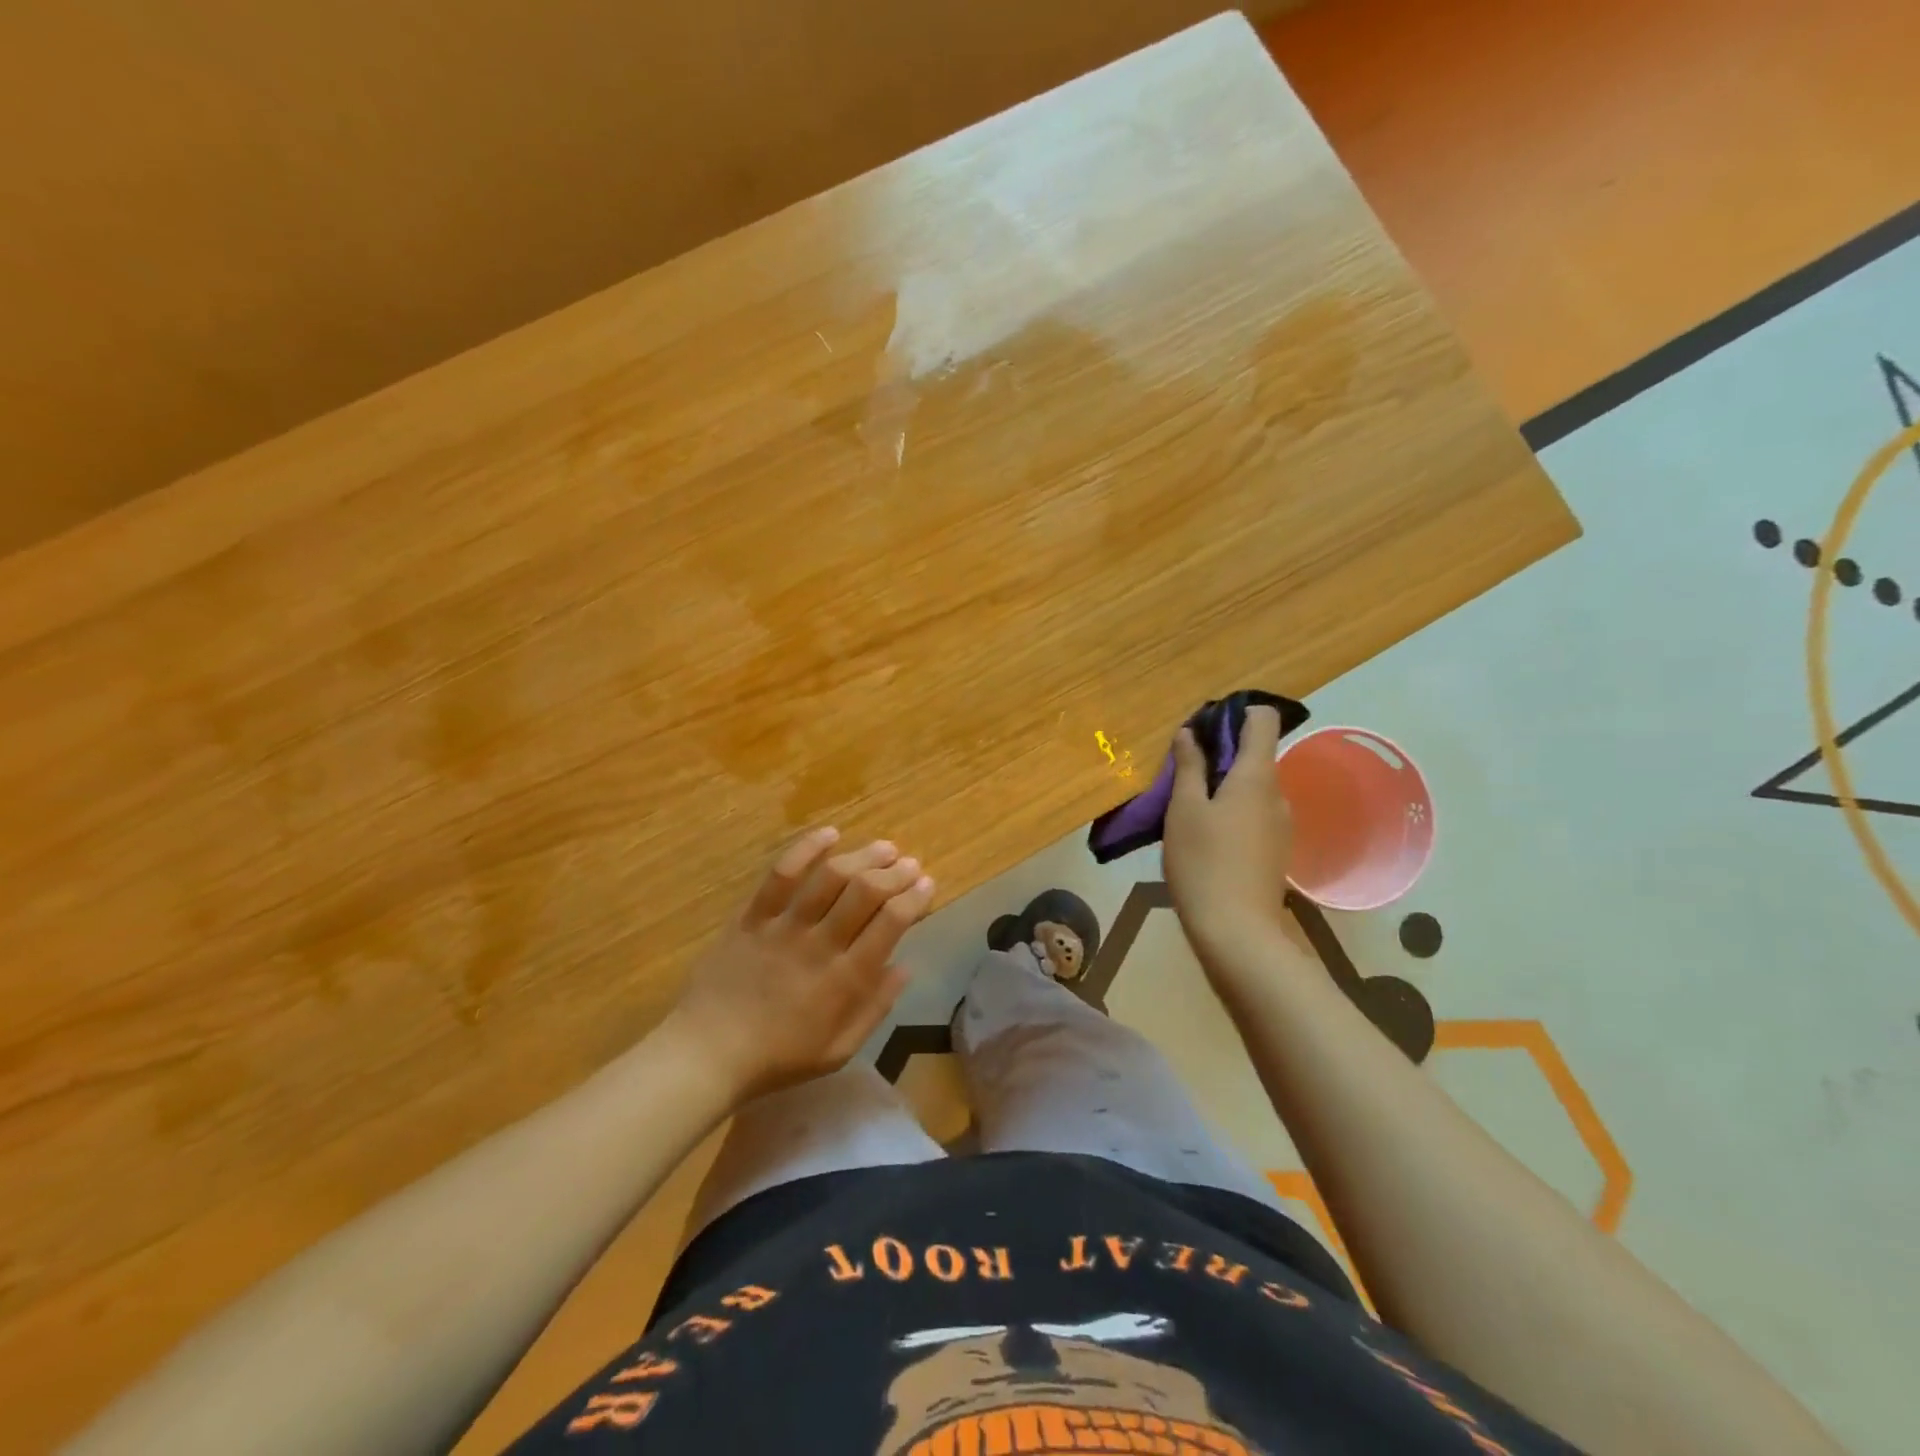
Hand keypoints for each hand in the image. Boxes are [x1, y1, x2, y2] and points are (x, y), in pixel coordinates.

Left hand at [666, 828, 935, 1102]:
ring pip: (830, 876)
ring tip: (883, 847)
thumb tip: (905, 966)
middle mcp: (820, 944)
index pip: (891, 924)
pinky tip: (829, 833)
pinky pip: (780, 874)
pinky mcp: (752, 915)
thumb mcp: (839, 1050)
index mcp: (846, 980)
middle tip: (910, 864)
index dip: (915, 898)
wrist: (706, 1053)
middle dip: (895, 873)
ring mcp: (784, 926)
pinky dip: (806, 849)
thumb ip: (876, 1008)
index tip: (927, 885)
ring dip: (862, 856)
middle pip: (866, 892)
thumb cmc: (778, 1058)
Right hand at [1163, 705, 1294, 961]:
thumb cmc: (1203, 862)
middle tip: (1181, 773)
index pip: (1263, 720)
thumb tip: (1190, 733)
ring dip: (1222, 786)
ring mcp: (1281, 824)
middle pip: (1255, 754)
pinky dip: (1231, 811)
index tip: (1203, 728)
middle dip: (1220, 754)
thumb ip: (1189, 766)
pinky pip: (1254, 813)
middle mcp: (1277, 794)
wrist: (1236, 932)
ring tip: (1186, 808)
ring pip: (1252, 787)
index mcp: (1257, 776)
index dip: (1236, 713)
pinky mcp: (1275, 850)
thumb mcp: (1184, 809)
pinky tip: (1204, 837)